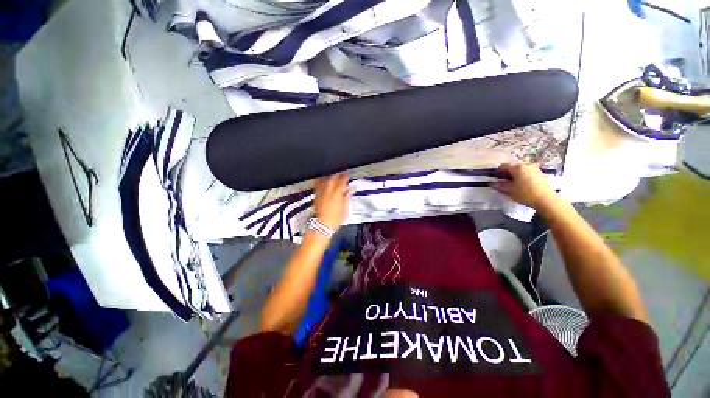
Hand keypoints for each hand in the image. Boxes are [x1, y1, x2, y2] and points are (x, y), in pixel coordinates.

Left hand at [313, 174, 353, 230]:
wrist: (322, 225)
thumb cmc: (334, 219)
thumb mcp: (345, 210)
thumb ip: (347, 198)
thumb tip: (350, 192)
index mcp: (337, 193)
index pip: (342, 181)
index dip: (345, 178)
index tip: (346, 177)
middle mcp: (328, 191)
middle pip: (332, 178)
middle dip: (337, 176)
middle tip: (340, 176)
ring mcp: (321, 193)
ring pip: (325, 181)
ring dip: (329, 178)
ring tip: (332, 178)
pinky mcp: (316, 196)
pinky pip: (319, 185)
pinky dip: (322, 182)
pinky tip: (324, 183)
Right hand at [493, 163, 559, 210]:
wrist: (546, 200)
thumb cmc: (526, 194)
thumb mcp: (510, 191)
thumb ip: (500, 186)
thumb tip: (493, 183)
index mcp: (517, 168)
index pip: (503, 166)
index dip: (498, 172)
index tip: (497, 178)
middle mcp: (526, 165)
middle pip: (513, 165)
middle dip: (508, 172)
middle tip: (506, 181)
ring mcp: (535, 168)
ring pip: (522, 167)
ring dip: (517, 173)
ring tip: (516, 182)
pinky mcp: (541, 173)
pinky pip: (529, 171)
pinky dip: (524, 175)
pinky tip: (525, 183)